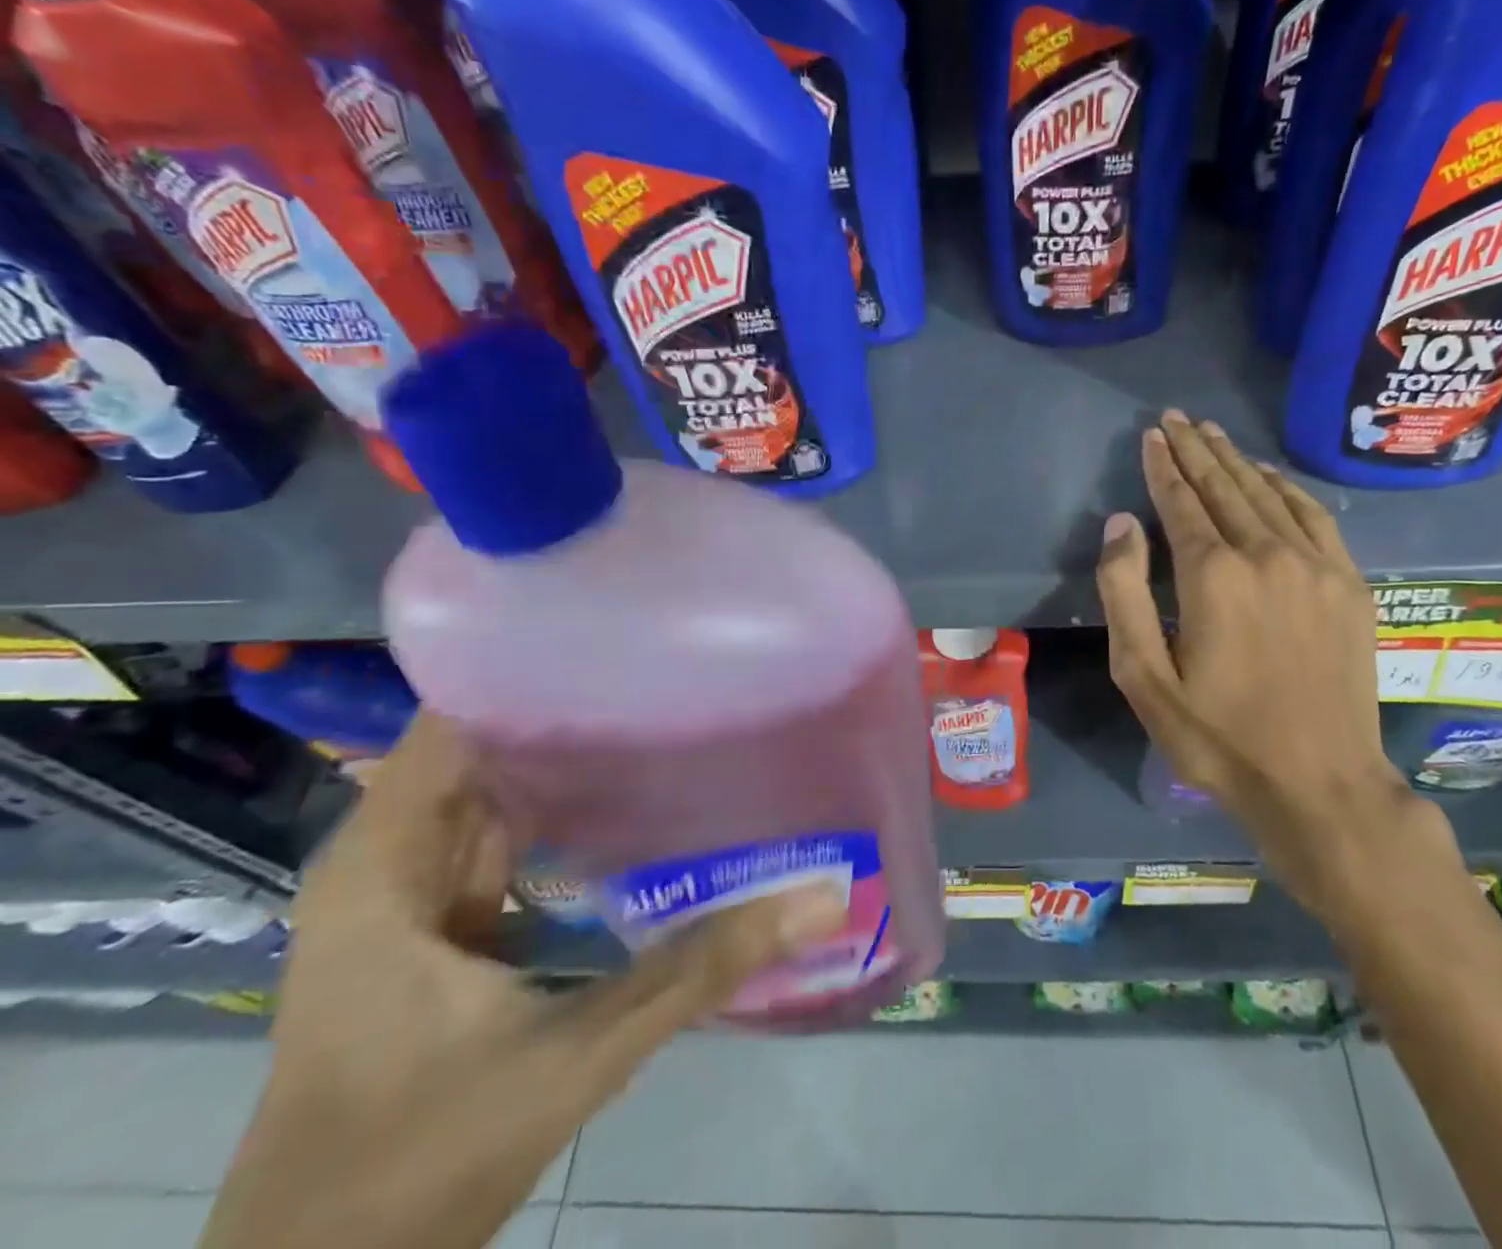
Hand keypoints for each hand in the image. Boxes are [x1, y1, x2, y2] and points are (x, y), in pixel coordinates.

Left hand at [202, 713, 844, 1248]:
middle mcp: (391, 859)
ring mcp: (413, 897)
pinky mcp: (442, 931)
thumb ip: (699, 969)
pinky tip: (637, 799)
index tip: (626, 632)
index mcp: (385, 861)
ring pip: (500, 792)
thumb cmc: (415, 1166)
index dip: (531, 666)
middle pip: (486, 745)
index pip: (453, 717)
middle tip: (672, 665)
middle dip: (572, 704)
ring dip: (573, 757)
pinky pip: (510, 840)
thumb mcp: (575, 1055)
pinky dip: (567, 815)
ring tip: (667, 708)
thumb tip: (819, 897)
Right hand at [1096, 412, 1456, 920]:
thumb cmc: (1217, 737)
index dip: (1163, 465)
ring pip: (1268, 494)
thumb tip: (1120, 524)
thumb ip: (1124, 593)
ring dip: (1236, 460)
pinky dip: (1287, 488)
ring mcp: (1316, 566)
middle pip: (1224, 487)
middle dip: (1196, 448)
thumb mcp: (1143, 677)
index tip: (1152, 435)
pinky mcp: (1349, 584)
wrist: (1319, 784)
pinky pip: (1314, 517)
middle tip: (1177, 417)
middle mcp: (1266, 554)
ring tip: (1213, 433)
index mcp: (1213, 576)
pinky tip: (1269, 475)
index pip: (1181, 502)